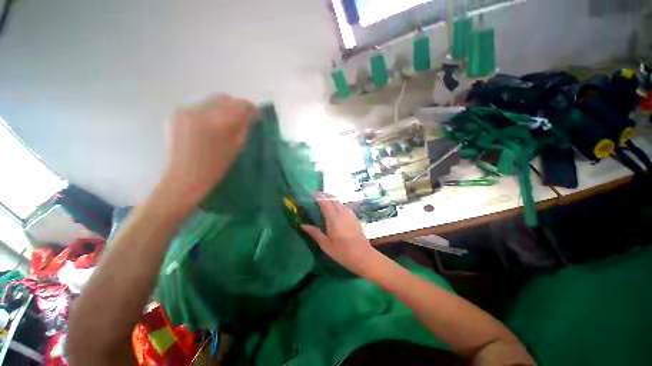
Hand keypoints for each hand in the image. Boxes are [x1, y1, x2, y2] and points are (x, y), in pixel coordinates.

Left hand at [162, 94, 257, 202]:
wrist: (184, 177)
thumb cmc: (215, 167)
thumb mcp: (236, 147)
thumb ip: (243, 129)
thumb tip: (248, 117)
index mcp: (221, 122)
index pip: (241, 105)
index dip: (251, 109)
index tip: (255, 115)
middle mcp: (202, 111)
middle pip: (225, 98)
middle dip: (235, 106)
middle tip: (240, 119)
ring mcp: (186, 111)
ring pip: (210, 101)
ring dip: (220, 109)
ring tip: (221, 124)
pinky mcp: (175, 114)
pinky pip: (197, 107)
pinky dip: (206, 114)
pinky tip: (206, 127)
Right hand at [301, 193, 380, 276]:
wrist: (363, 256)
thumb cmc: (342, 252)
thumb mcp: (325, 245)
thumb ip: (314, 233)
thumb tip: (303, 225)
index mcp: (334, 218)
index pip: (325, 202)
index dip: (318, 196)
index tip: (311, 193)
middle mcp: (342, 212)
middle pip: (333, 198)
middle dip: (324, 195)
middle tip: (316, 197)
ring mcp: (350, 214)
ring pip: (339, 201)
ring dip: (331, 199)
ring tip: (324, 202)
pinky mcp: (354, 216)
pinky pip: (344, 206)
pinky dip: (338, 204)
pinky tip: (335, 210)